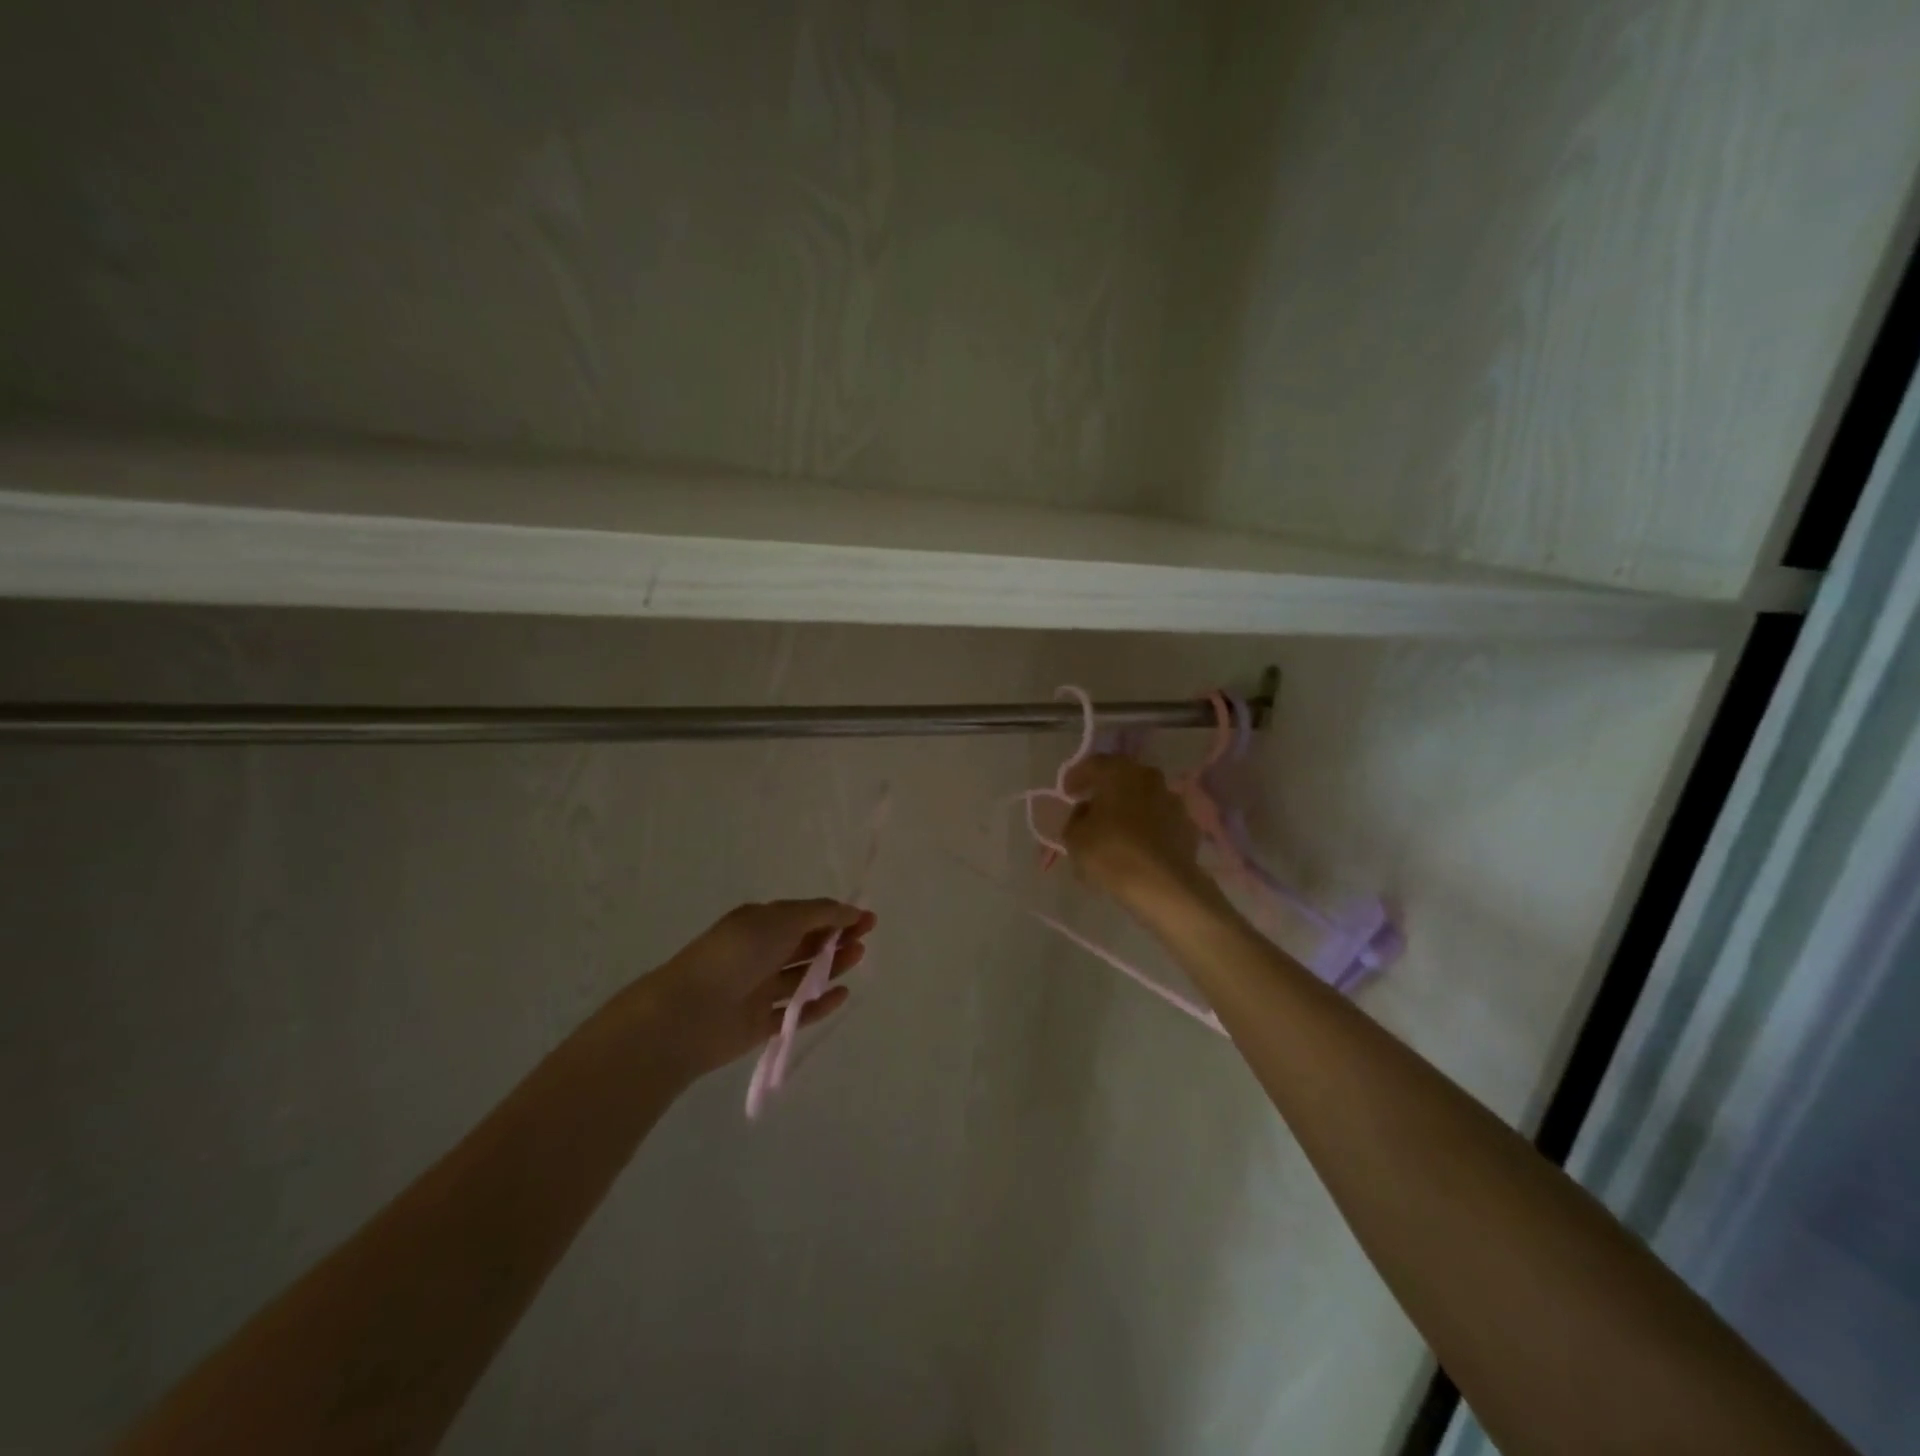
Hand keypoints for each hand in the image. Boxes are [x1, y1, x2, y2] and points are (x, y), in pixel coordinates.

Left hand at [628, 900, 875, 1082]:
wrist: (689, 1013)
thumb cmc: (736, 955)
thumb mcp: (780, 920)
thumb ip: (819, 914)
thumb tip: (851, 911)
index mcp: (759, 923)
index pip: (804, 916)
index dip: (835, 915)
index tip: (866, 918)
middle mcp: (759, 953)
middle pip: (805, 944)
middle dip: (836, 938)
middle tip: (865, 937)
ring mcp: (759, 989)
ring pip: (803, 976)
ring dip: (831, 966)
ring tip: (858, 958)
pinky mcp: (760, 1024)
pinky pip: (796, 1012)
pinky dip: (819, 1004)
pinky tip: (841, 995)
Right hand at [1061, 756, 1218, 909]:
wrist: (1163, 885)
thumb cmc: (1111, 853)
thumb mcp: (1075, 837)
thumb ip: (1076, 818)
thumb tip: (1086, 810)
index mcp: (1119, 772)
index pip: (1094, 764)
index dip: (1077, 776)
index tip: (1067, 792)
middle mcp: (1149, 778)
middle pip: (1122, 778)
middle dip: (1106, 790)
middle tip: (1092, 807)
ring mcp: (1173, 801)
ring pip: (1144, 798)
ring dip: (1129, 809)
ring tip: (1116, 831)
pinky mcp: (1188, 826)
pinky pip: (1160, 820)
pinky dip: (1148, 828)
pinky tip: (1139, 846)